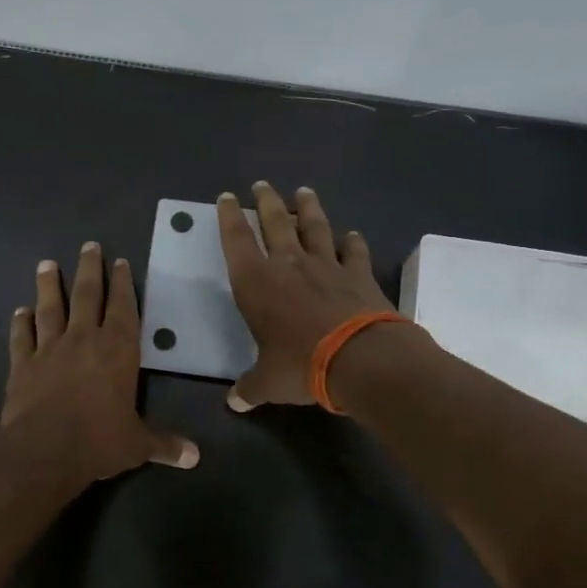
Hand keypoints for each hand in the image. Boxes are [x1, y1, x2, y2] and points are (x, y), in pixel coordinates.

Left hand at [0, 241, 199, 490]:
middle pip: (87, 295)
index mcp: (118, 349)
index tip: (119, 261)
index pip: (123, 308)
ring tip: (46, 264)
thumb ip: (165, 444)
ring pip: (50, 308)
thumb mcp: (138, 444)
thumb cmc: (99, 440)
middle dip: (90, 269)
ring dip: (49, 285)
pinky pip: (22, 337)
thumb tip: (196, 457)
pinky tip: (19, 311)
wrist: (44, 450)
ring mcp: (49, 349)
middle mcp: (84, 339)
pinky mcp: (22, 364)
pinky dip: (20, 323)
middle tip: (88, 246)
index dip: (123, 284)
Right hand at [217, 183, 398, 410]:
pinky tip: (353, 235)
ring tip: (303, 192)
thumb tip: (235, 403)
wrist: (360, 358)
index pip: (236, 240)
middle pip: (274, 222)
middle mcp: (288, 264)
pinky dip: (353, 242)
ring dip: (307, 208)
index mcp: (256, 282)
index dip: (228, 217)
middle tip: (261, 184)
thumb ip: (250, 387)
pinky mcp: (358, 274)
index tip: (226, 198)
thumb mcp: (268, 382)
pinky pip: (354, 251)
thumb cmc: (301, 365)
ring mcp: (326, 265)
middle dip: (265, 201)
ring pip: (314, 227)